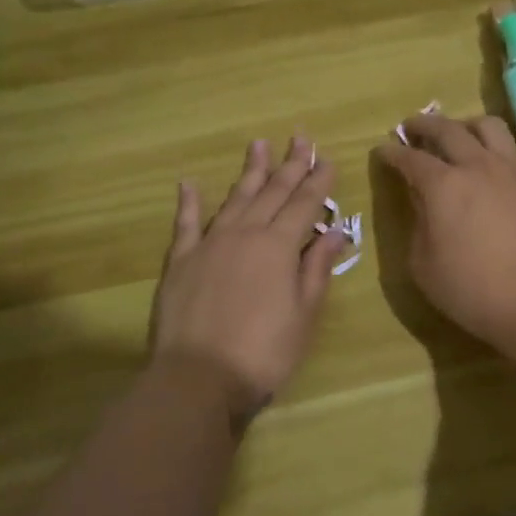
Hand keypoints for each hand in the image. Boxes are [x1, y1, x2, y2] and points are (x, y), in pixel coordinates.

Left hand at [150, 136, 347, 422]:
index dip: (317, 181)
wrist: (198, 377)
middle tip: (300, 137)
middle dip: (289, 165)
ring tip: (258, 145)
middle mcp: (245, 234)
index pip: (304, 205)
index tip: (327, 159)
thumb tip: (335, 231)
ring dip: (249, 172)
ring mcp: (209, 244)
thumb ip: (316, 268)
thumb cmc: (263, 352)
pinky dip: (189, 202)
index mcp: (278, 247)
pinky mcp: (180, 261)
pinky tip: (190, 183)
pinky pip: (185, 223)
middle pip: (271, 193)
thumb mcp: (304, 314)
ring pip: (234, 199)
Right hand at [376, 113, 515, 352]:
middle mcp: (476, 167)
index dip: (392, 153)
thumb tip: (422, 201)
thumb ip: (418, 224)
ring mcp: (509, 172)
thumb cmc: (471, 290)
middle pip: (447, 129)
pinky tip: (483, 165)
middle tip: (410, 128)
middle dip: (424, 125)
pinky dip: (488, 146)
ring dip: (463, 125)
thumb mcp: (424, 265)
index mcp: (443, 186)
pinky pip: (506, 149)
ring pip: (486, 127)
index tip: (381, 151)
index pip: (411, 158)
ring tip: (454, 135)